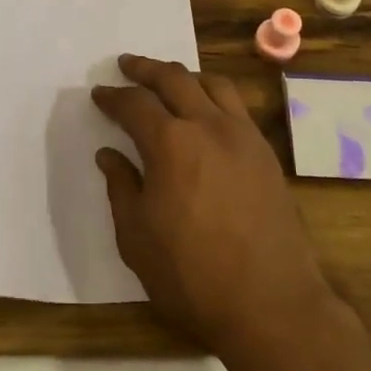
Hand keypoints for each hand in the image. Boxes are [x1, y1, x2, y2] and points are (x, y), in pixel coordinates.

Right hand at [94, 54, 334, 356]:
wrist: (271, 306)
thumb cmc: (192, 276)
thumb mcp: (136, 237)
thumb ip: (121, 187)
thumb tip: (109, 155)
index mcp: (170, 144)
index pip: (134, 104)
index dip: (112, 97)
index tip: (99, 94)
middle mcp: (208, 126)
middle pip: (174, 78)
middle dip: (145, 68)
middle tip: (127, 64)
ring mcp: (243, 137)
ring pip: (212, 84)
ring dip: (184, 75)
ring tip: (169, 80)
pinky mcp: (266, 154)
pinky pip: (237, 106)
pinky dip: (214, 95)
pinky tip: (206, 111)